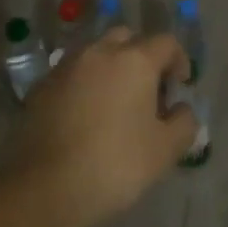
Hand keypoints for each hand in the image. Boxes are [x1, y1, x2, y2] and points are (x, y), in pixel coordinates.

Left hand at [12, 28, 197, 226]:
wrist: (46, 188)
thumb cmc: (115, 164)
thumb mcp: (165, 151)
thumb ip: (184, 123)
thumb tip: (181, 109)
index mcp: (135, 59)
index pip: (166, 42)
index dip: (179, 61)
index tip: (180, 87)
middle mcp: (100, 51)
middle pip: (128, 39)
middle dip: (142, 57)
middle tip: (147, 90)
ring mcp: (67, 65)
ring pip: (97, 53)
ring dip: (111, 68)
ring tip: (114, 102)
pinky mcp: (43, 86)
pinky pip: (73, 74)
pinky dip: (85, 84)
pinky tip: (85, 116)